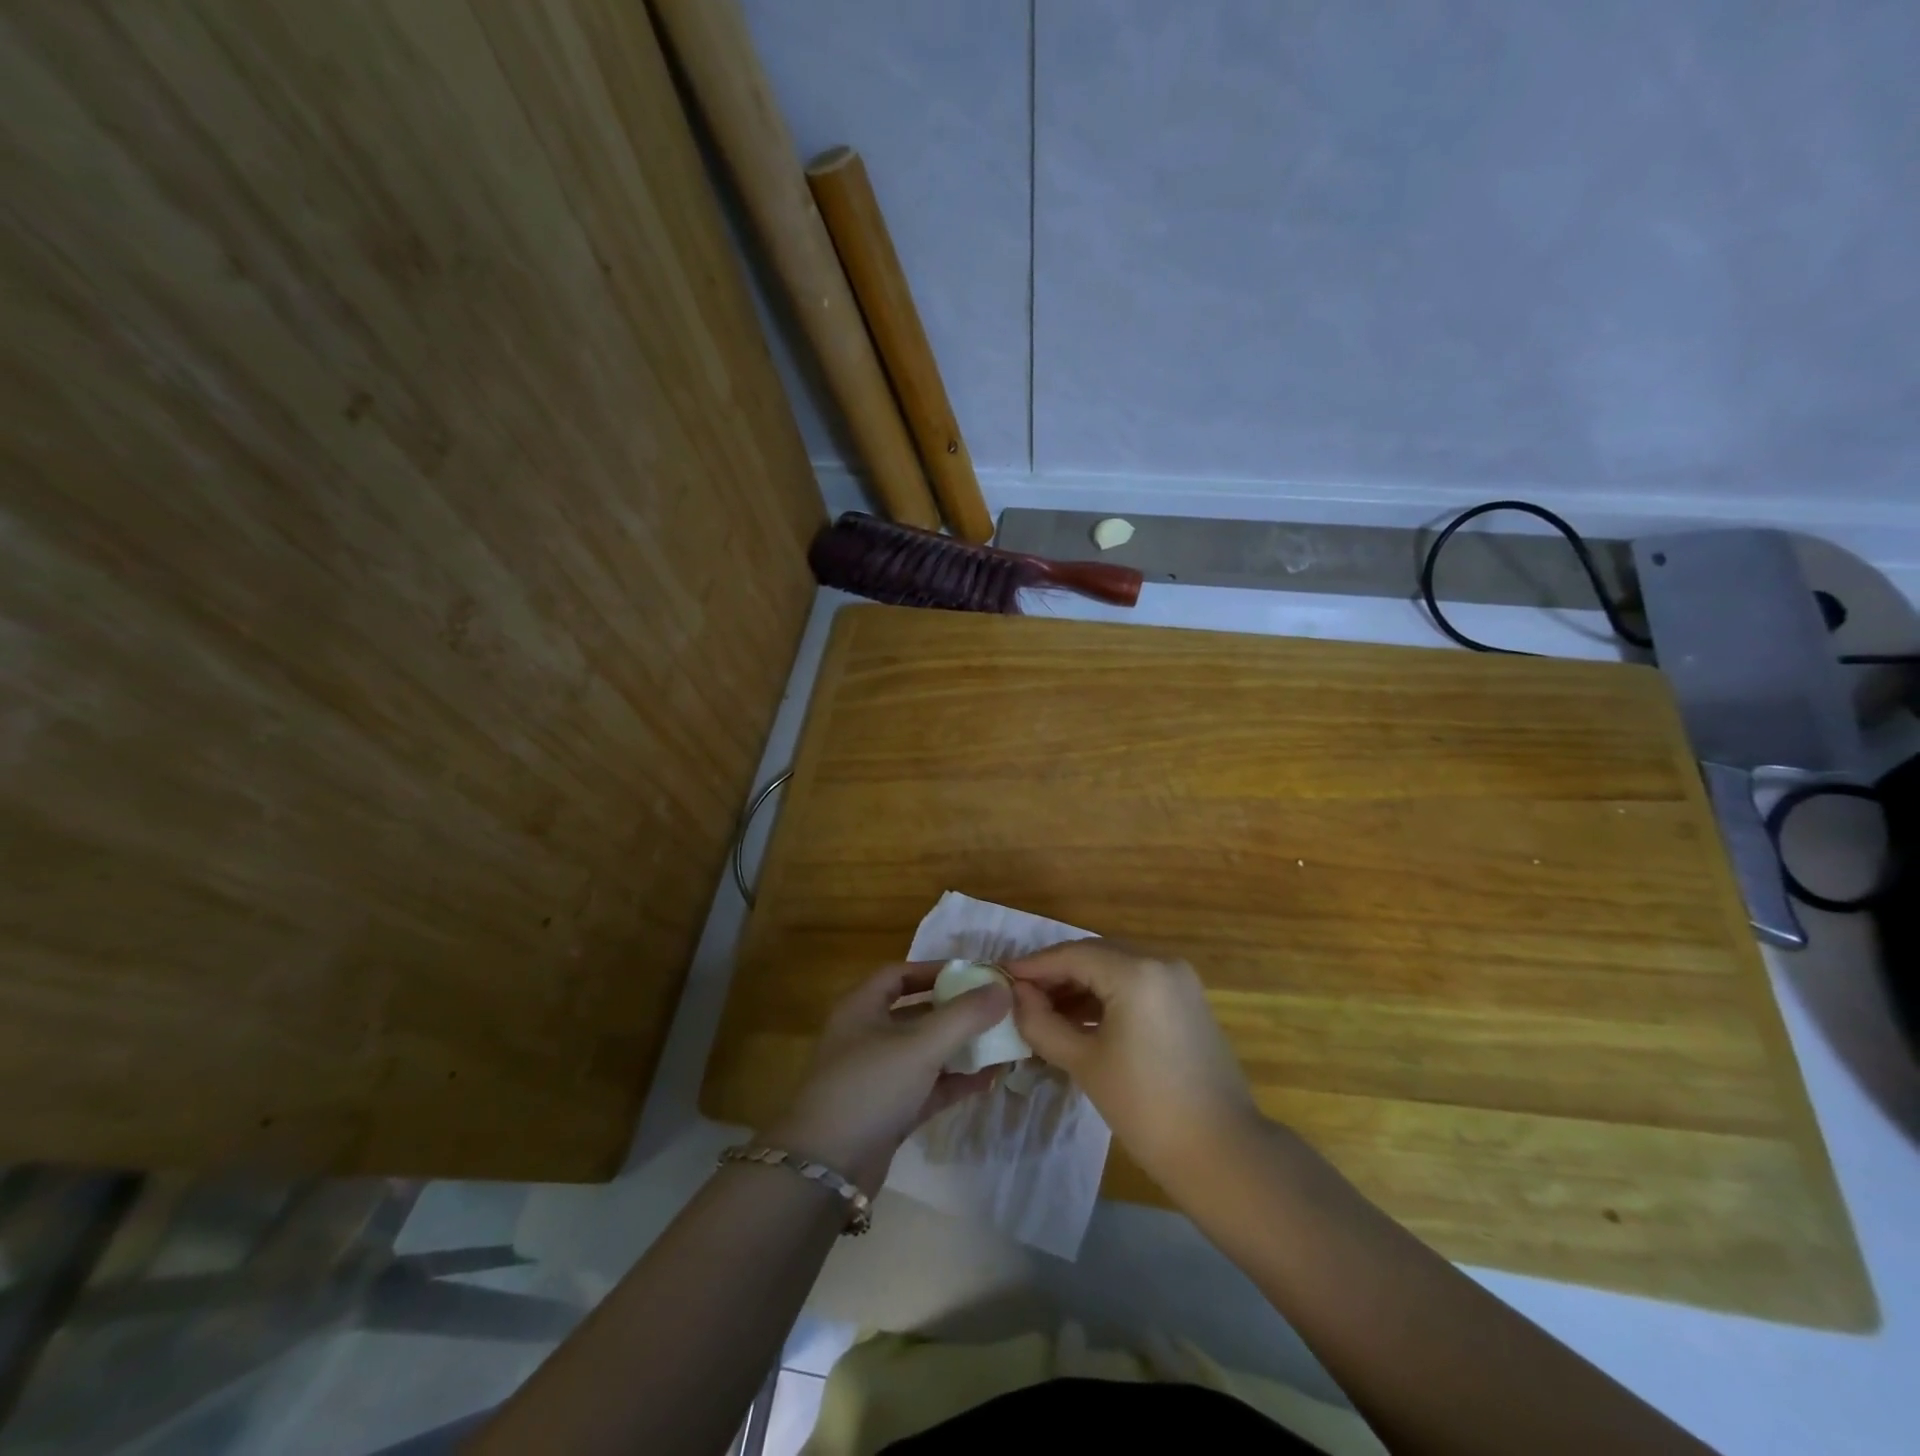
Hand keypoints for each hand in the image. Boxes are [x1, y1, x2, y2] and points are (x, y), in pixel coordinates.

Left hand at [763, 963, 1011, 1192]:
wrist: (826, 1169)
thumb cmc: (869, 1086)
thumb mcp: (920, 1045)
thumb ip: (964, 1015)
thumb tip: (1004, 988)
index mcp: (862, 1007)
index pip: (900, 974)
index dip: (935, 970)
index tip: (973, 975)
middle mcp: (867, 1035)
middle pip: (916, 1013)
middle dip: (955, 1011)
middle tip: (995, 1009)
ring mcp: (877, 1076)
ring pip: (925, 1052)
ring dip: (959, 1047)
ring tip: (1001, 1043)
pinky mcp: (888, 1112)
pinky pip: (928, 1087)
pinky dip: (954, 1081)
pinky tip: (988, 1079)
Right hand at [1007, 940, 1261, 1189]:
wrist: (1223, 1153)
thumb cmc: (1146, 1108)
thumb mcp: (1084, 1063)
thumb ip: (1043, 1022)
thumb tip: (1016, 996)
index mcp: (1137, 971)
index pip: (1072, 955)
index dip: (1033, 966)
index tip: (1000, 977)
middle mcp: (1161, 962)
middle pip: (1095, 954)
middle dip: (1056, 973)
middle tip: (1020, 995)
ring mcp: (1179, 980)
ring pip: (1116, 967)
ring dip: (1080, 984)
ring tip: (1044, 1011)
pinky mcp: (1187, 1000)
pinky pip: (1136, 983)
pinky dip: (1107, 995)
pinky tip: (1080, 1019)